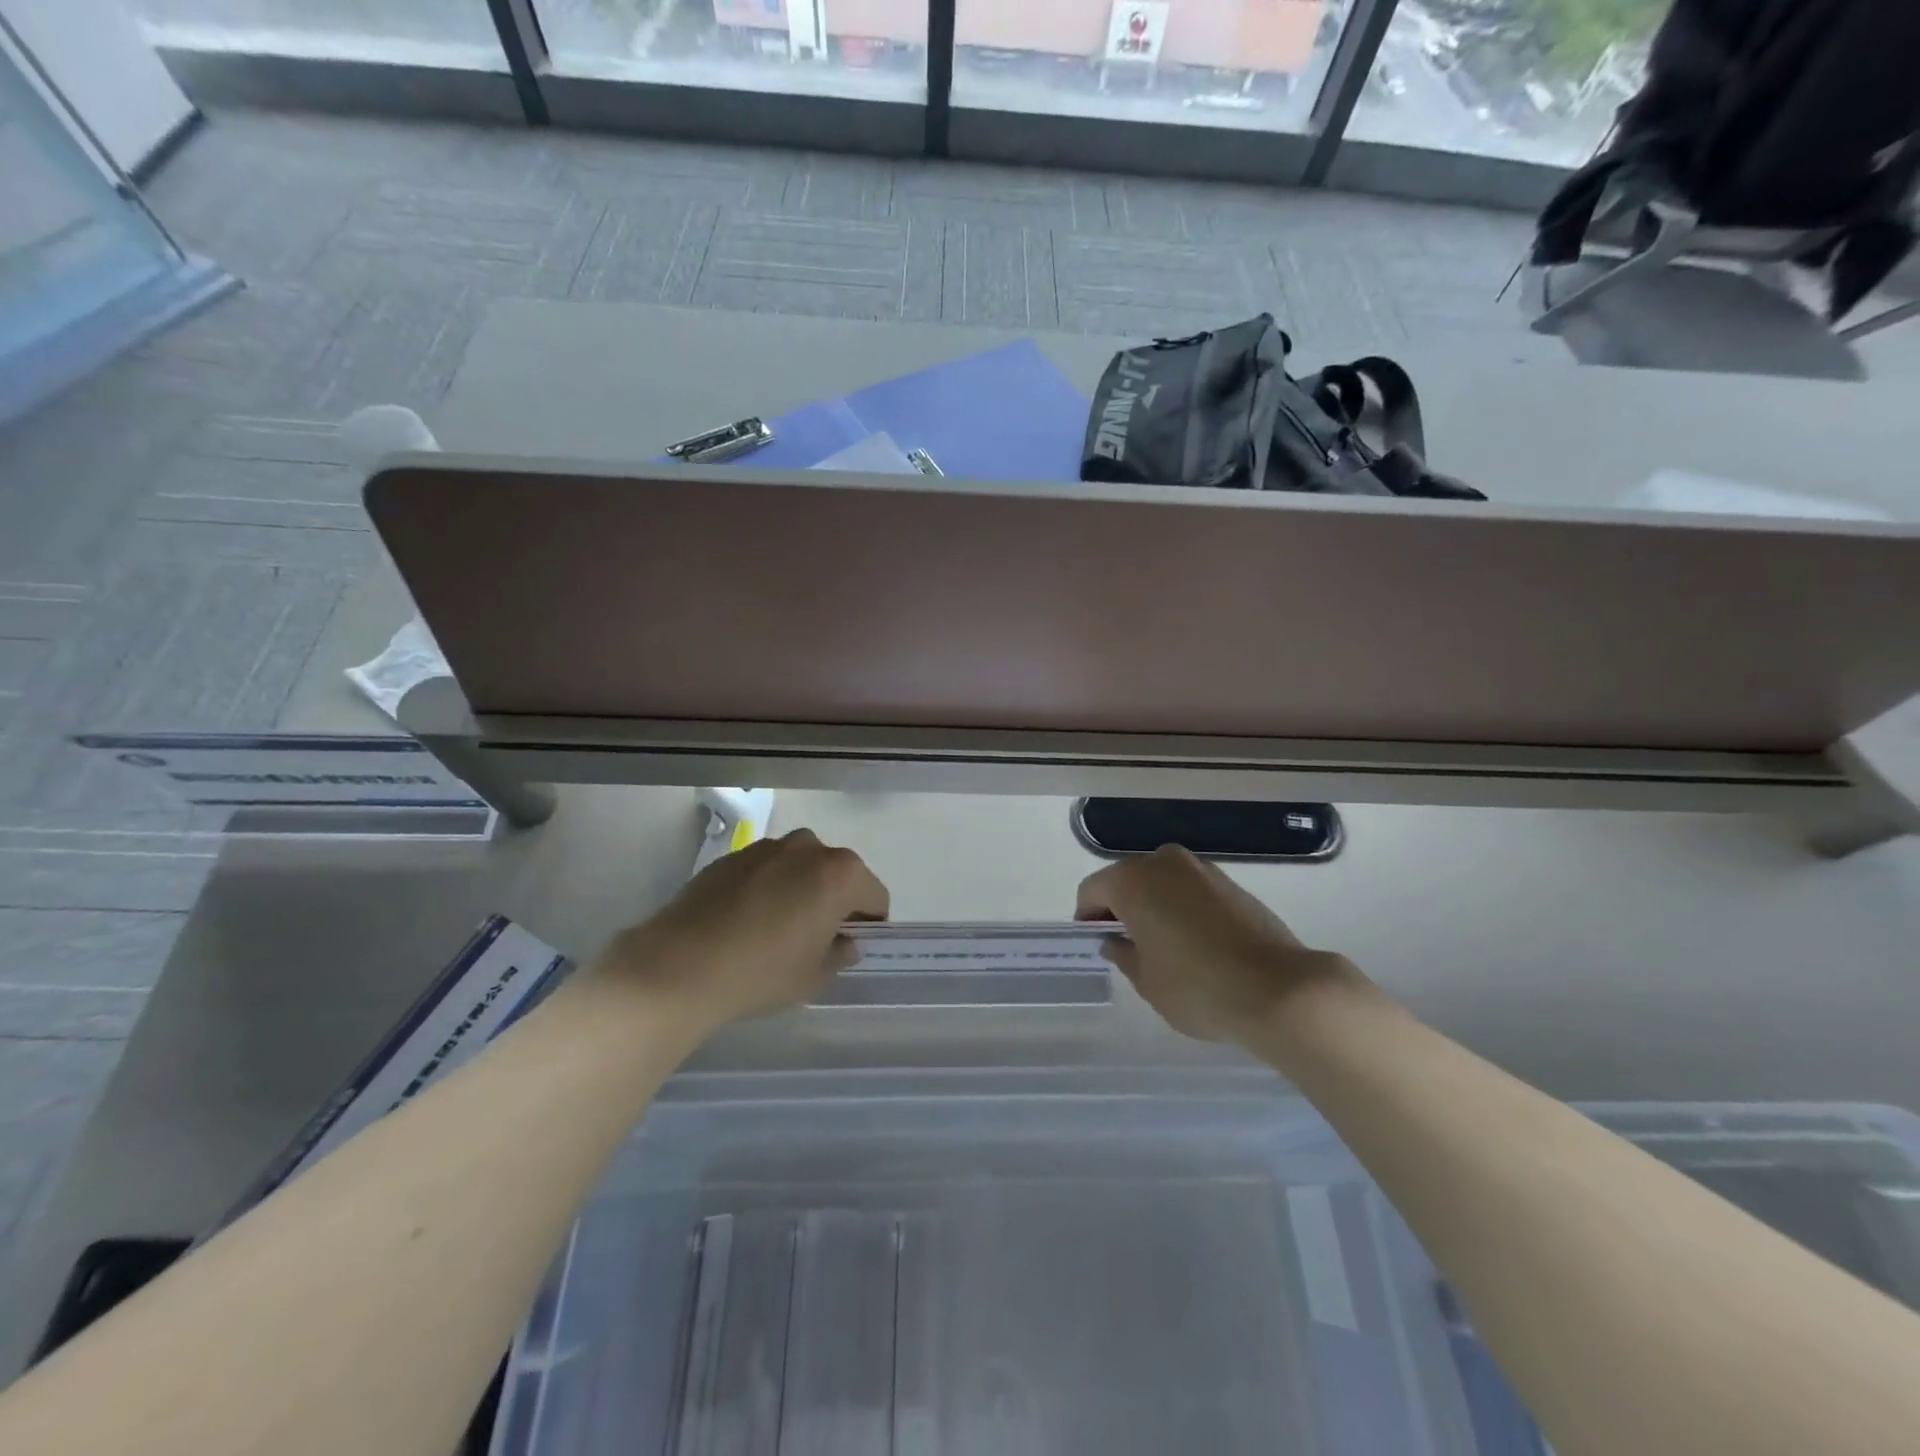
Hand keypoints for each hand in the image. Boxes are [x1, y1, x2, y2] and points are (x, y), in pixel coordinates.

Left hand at [598, 829, 888, 1033]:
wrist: (680, 965)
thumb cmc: (762, 972)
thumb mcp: (813, 977)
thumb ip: (839, 954)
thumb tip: (843, 942)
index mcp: (840, 874)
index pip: (875, 896)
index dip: (870, 923)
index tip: (851, 945)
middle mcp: (808, 848)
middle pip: (838, 874)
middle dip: (834, 900)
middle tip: (815, 938)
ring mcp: (766, 847)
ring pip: (799, 868)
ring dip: (799, 889)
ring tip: (775, 929)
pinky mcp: (731, 856)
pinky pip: (764, 870)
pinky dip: (765, 888)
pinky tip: (744, 922)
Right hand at [1076, 845, 1355, 1044]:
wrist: (1278, 989)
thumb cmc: (1196, 986)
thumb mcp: (1146, 981)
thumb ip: (1123, 955)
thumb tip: (1115, 941)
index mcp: (1133, 880)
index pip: (1092, 890)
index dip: (1087, 917)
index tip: (1094, 944)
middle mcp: (1164, 862)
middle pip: (1128, 880)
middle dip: (1121, 908)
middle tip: (1126, 946)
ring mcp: (1202, 869)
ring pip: (1162, 883)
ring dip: (1154, 906)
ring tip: (1163, 947)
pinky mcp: (1233, 883)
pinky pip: (1192, 891)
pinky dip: (1183, 909)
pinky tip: (1195, 944)